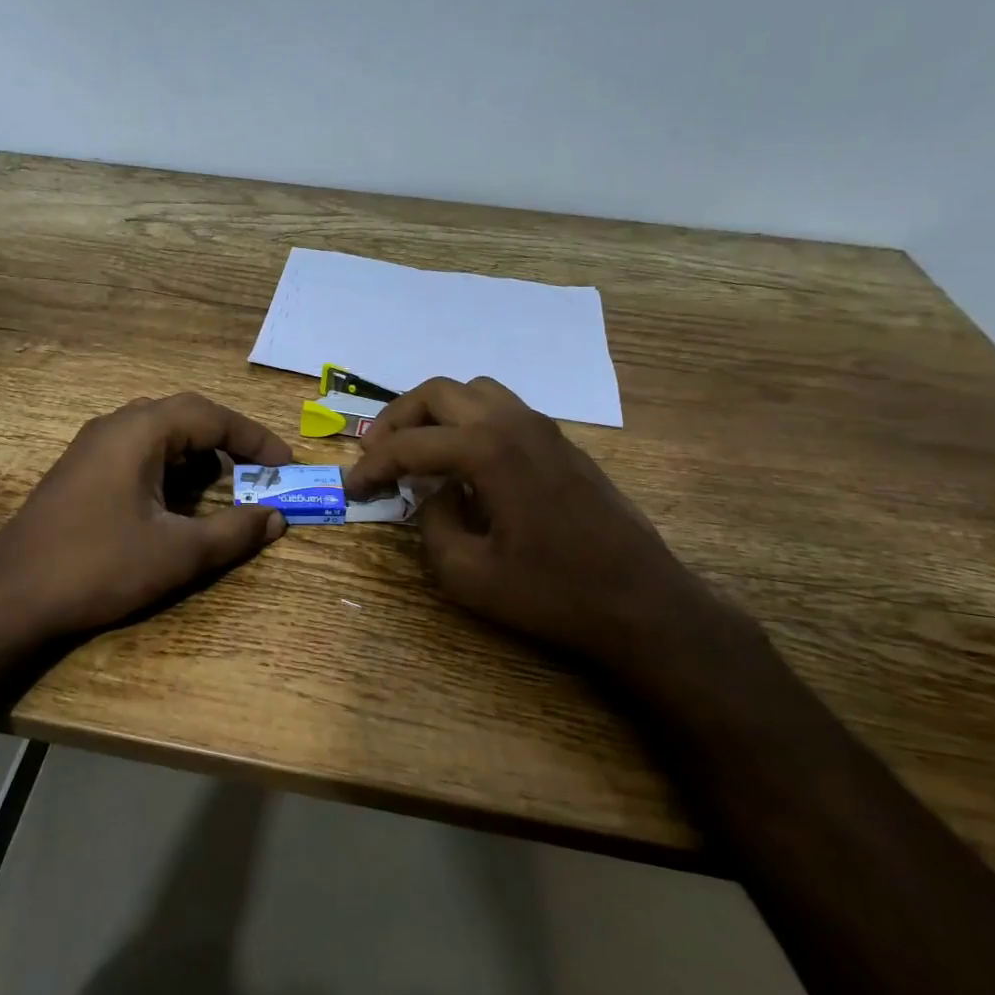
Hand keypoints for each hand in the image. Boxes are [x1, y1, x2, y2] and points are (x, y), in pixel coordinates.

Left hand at [0, 393, 293, 649]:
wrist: (9, 598)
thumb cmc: (98, 567)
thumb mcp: (177, 553)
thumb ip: (232, 531)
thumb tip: (275, 518)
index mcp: (140, 432)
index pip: (211, 416)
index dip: (255, 438)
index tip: (285, 464)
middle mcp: (115, 426)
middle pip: (186, 417)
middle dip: (228, 443)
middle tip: (259, 473)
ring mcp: (92, 447)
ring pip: (160, 434)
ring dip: (197, 455)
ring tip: (222, 488)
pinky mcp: (80, 471)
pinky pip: (137, 453)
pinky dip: (169, 469)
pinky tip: (176, 503)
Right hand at [346, 377, 758, 685]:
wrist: (642, 602)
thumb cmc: (553, 593)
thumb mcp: (468, 575)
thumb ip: (432, 526)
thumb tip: (433, 496)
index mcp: (488, 450)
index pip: (410, 445)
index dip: (371, 466)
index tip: (351, 490)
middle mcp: (513, 423)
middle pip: (438, 393)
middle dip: (397, 419)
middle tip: (377, 455)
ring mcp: (542, 428)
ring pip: (473, 391)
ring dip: (436, 414)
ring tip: (418, 452)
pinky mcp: (560, 443)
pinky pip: (501, 410)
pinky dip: (468, 422)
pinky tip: (465, 465)